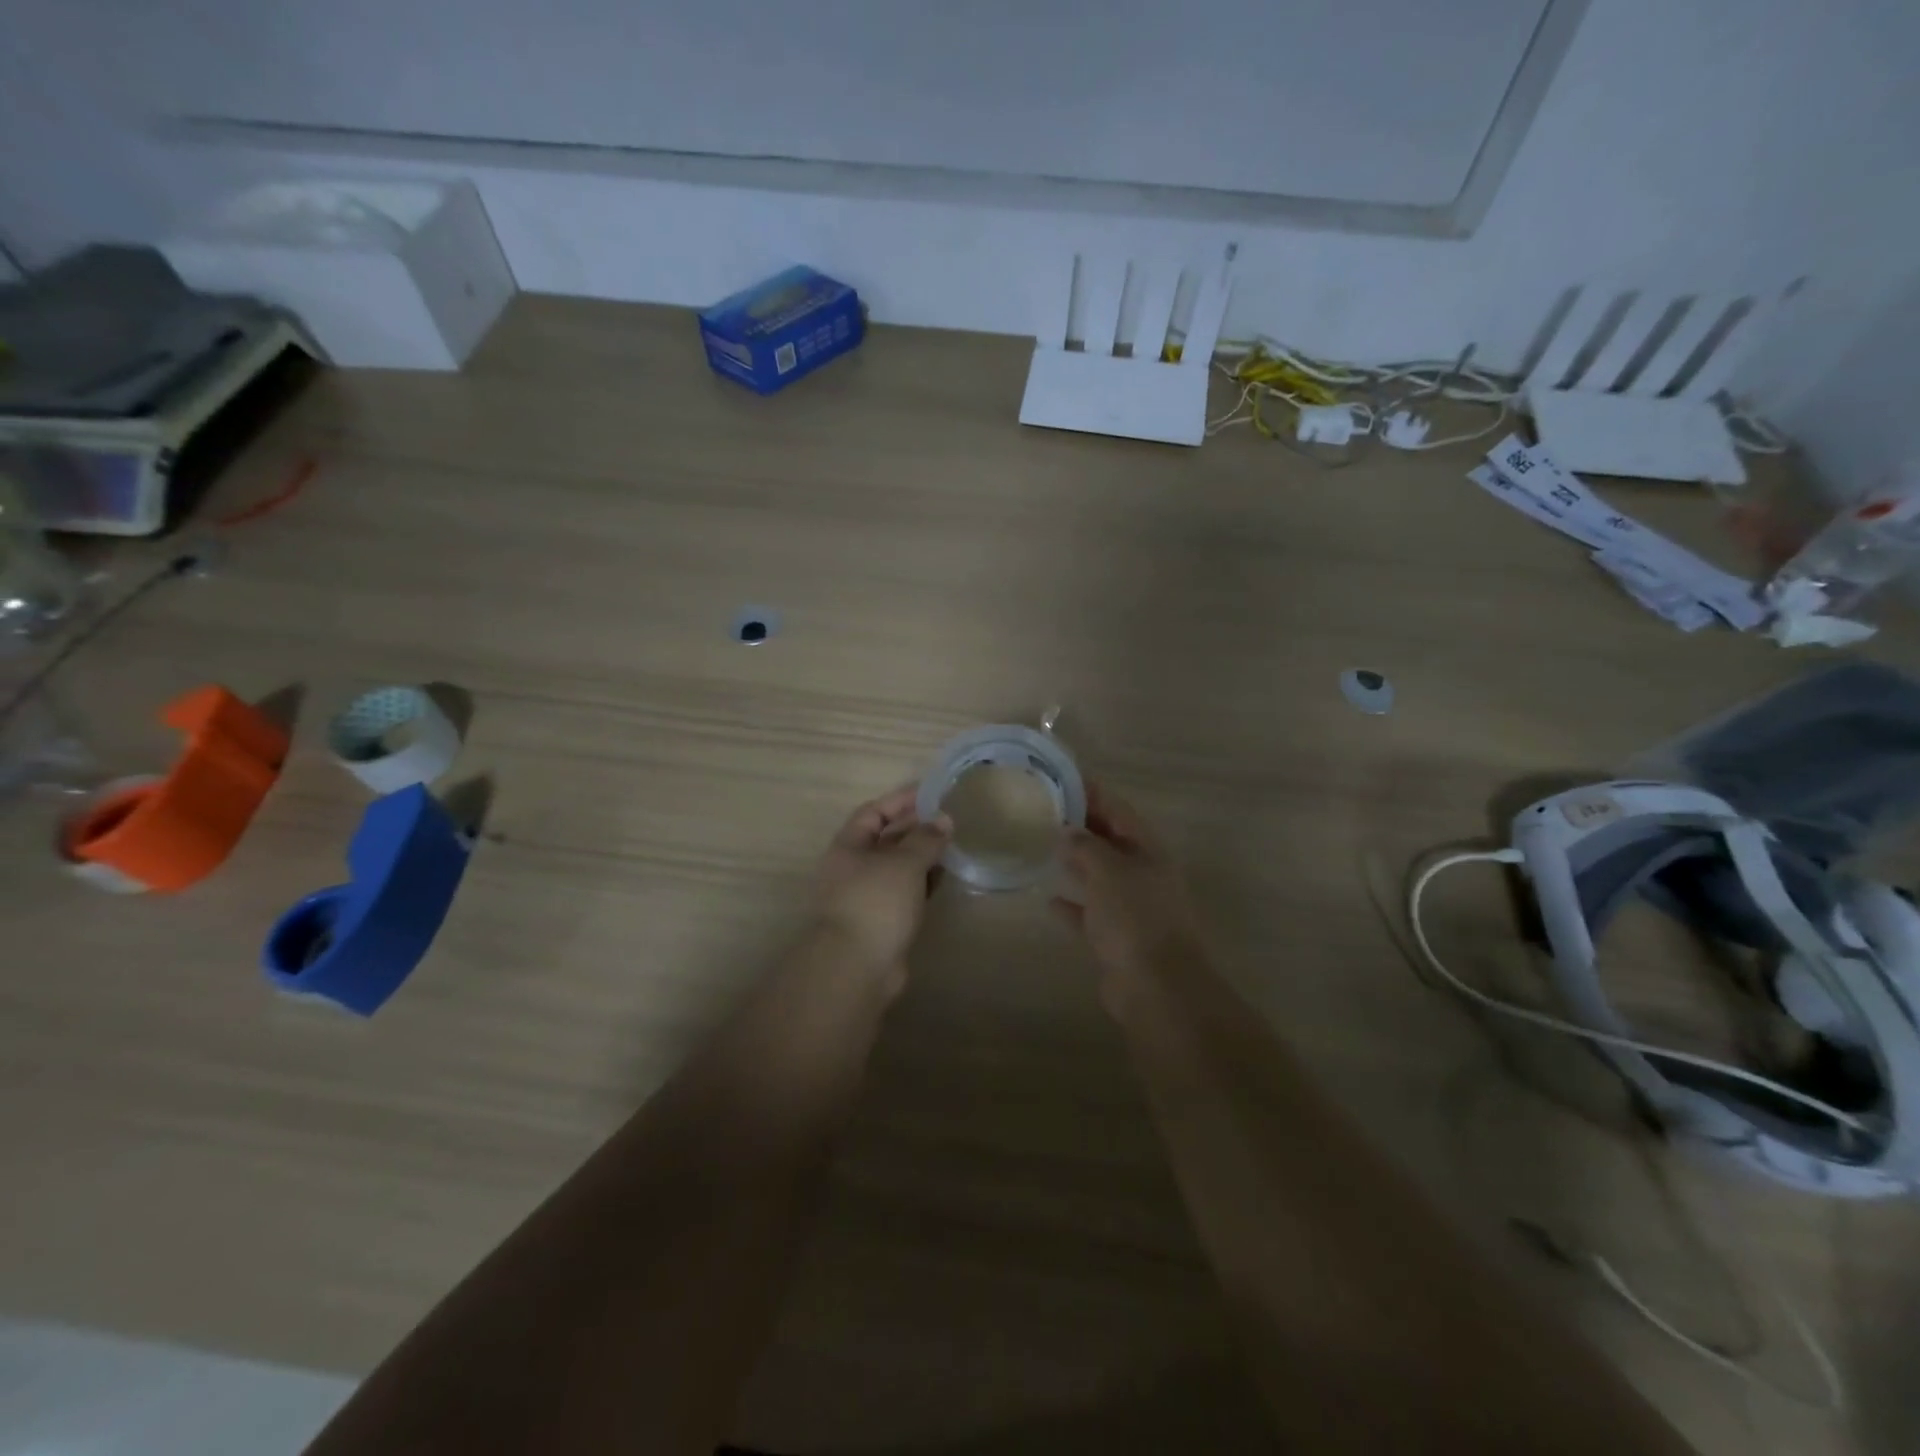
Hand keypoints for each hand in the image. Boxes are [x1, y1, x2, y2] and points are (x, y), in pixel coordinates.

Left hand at [813, 786, 950, 975]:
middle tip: (948, 819)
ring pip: (897, 866)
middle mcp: (853, 868)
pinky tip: (943, 877)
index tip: (931, 793)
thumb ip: (925, 839)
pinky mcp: (882, 920)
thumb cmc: (875, 903)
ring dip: (921, 855)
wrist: (857, 967)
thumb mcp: (904, 863)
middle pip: (886, 838)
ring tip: (951, 845)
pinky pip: (905, 891)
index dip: (901, 800)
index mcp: (848, 847)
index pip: (874, 812)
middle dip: (915, 827)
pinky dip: (923, 881)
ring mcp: (867, 896)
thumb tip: (943, 820)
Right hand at [1051, 782, 1204, 986]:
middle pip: (1110, 840)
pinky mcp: (1117, 937)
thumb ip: (1086, 846)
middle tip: (1044, 811)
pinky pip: (1090, 913)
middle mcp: (1143, 873)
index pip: (1118, 809)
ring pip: (1100, 876)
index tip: (1062, 778)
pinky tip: (1048, 899)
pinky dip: (1072, 904)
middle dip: (1082, 825)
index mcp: (1148, 850)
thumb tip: (1068, 831)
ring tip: (1043, 847)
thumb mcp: (1108, 870)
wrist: (1155, 987)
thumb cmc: (1135, 918)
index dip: (1092, 792)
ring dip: (1076, 863)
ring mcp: (1132, 907)